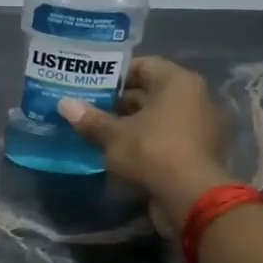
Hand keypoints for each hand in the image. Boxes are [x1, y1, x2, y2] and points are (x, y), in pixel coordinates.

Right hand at [59, 57, 233, 215]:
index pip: (144, 65)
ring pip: (156, 117)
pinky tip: (117, 151)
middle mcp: (193, 98)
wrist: (189, 196)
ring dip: (129, 123)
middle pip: (151, 92)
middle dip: (118, 101)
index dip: (115, 74)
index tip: (91, 85)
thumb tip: (64, 104)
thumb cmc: (152, 151)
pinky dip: (143, 141)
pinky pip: (164, 137)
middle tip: (88, 108)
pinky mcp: (196, 151)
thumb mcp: (114, 135)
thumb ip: (90, 119)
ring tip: (96, 130)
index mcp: (178, 82)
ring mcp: (198, 126)